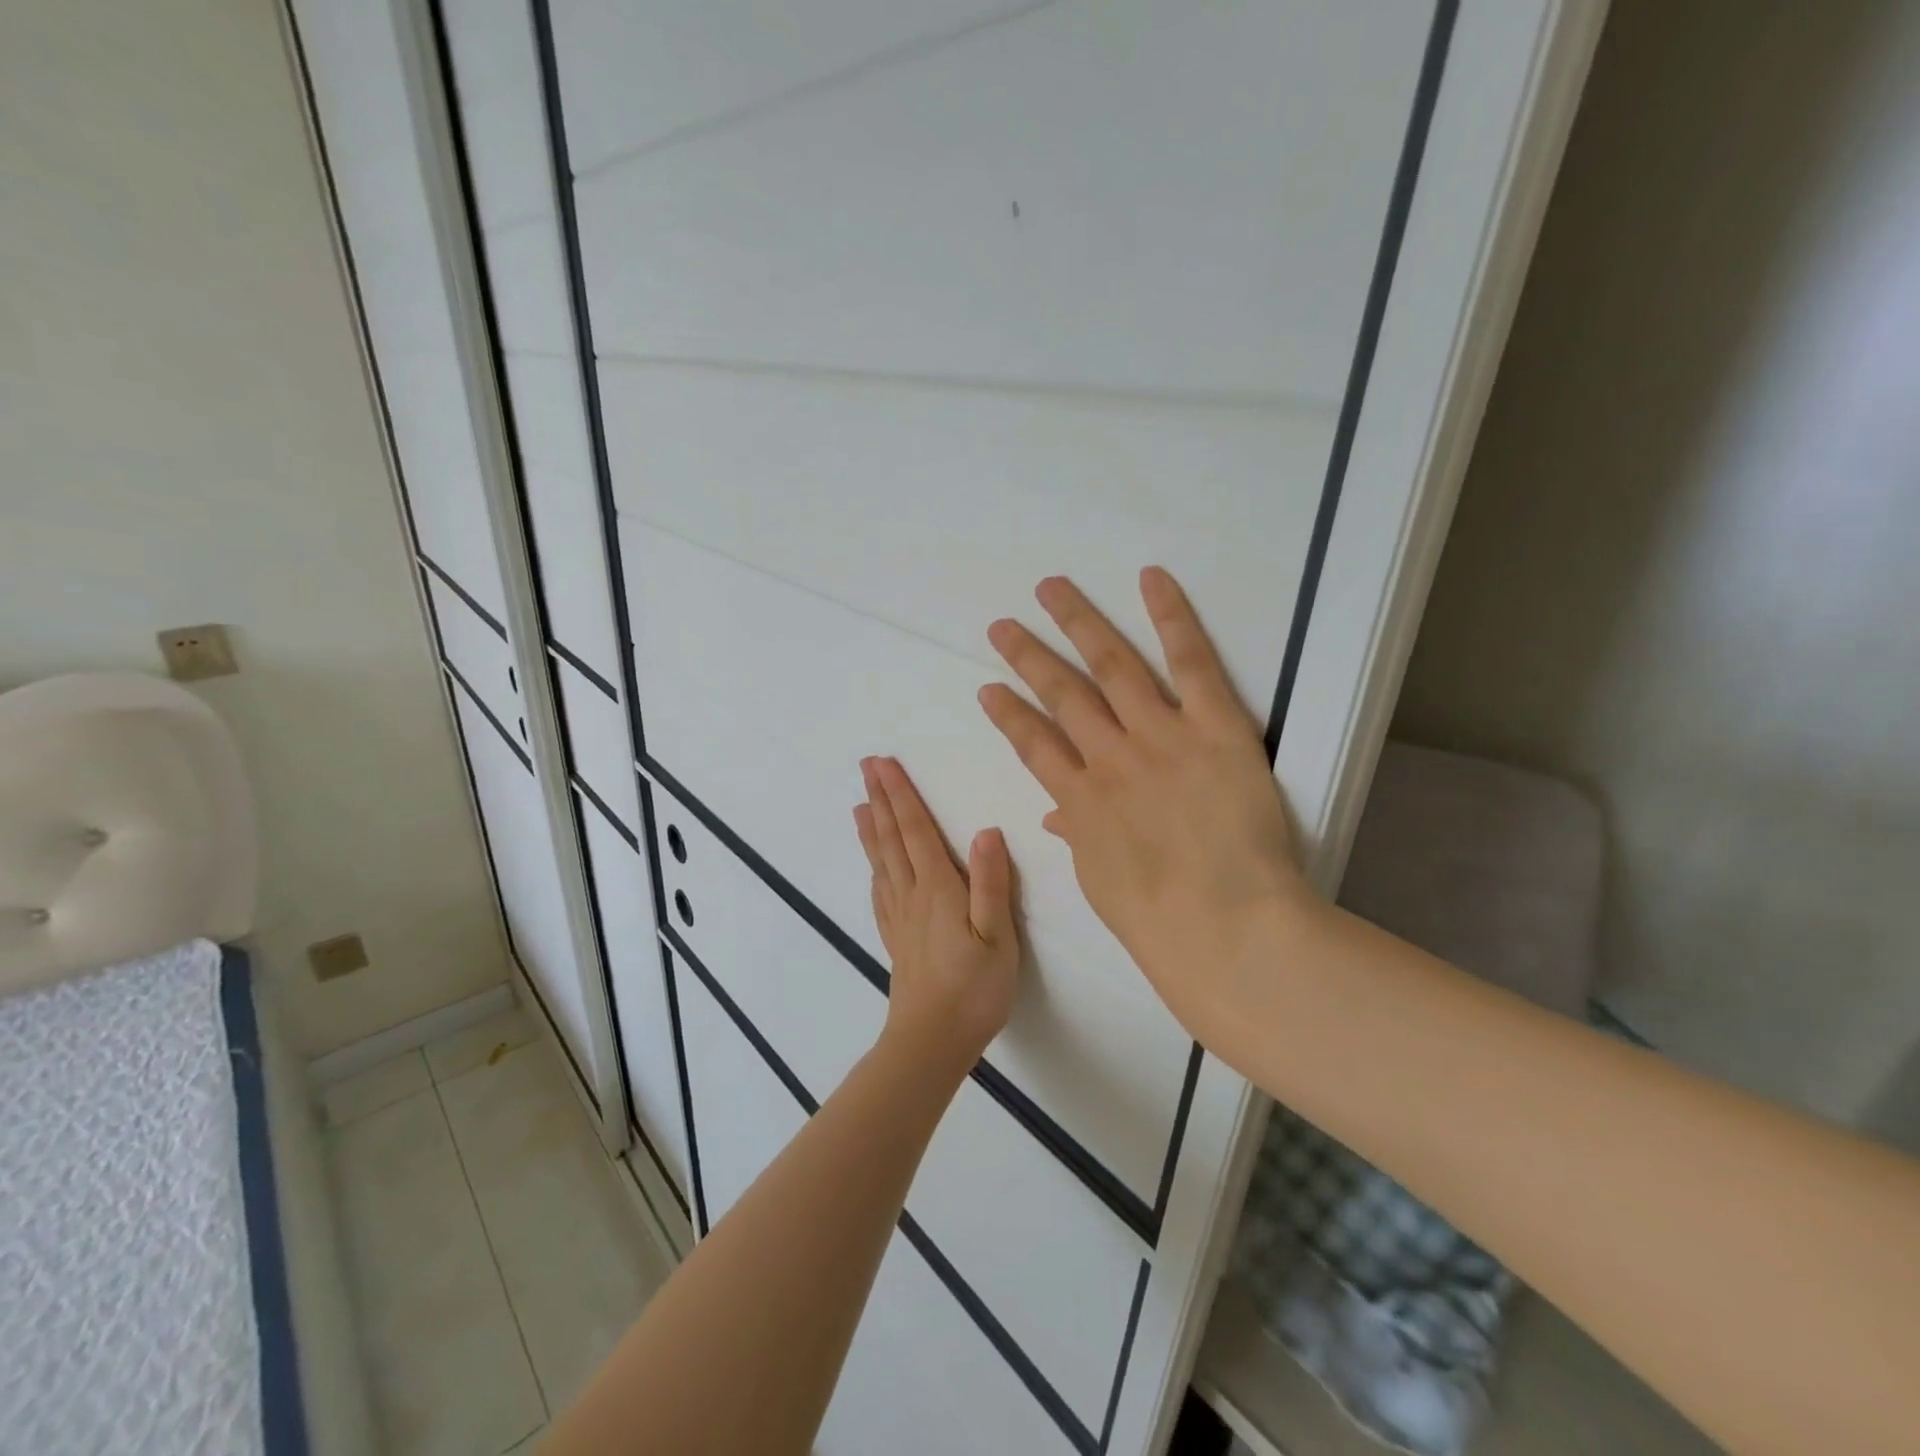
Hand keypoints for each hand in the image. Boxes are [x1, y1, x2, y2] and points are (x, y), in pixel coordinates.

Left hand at [854, 756, 1020, 1078]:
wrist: (932, 1040)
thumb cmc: (974, 989)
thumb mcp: (997, 936)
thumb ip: (991, 883)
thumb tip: (986, 830)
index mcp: (938, 889)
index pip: (915, 830)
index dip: (901, 795)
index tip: (884, 764)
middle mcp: (912, 895)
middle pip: (892, 839)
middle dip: (882, 799)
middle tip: (866, 767)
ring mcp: (900, 918)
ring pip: (882, 862)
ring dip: (872, 829)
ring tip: (861, 804)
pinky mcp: (896, 939)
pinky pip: (880, 892)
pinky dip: (874, 868)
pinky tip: (873, 865)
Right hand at [978, 567, 1313, 1039]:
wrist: (1226, 927)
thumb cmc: (1160, 920)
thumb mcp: (1102, 881)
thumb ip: (1079, 836)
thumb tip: (1058, 815)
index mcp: (1081, 800)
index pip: (1033, 745)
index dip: (1008, 714)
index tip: (989, 689)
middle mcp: (1111, 757)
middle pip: (1062, 694)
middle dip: (1028, 657)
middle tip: (1002, 627)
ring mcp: (1160, 736)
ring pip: (1111, 667)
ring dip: (1077, 624)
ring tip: (1051, 589)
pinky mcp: (1215, 727)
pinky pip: (1190, 663)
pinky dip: (1171, 618)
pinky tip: (1150, 579)